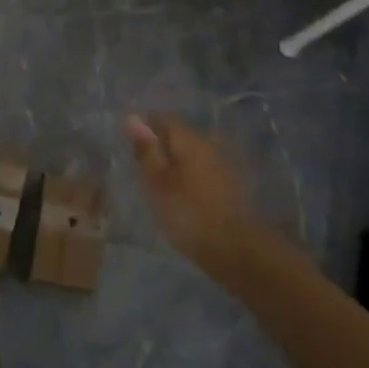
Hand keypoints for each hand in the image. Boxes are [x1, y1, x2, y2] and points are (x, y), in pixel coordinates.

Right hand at [127, 113, 262, 270]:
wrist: (237, 250)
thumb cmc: (189, 213)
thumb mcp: (157, 183)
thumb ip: (147, 150)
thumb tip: (134, 118)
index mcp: (190, 139)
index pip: (165, 117)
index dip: (146, 127)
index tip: (132, 147)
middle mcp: (210, 144)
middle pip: (180, 134)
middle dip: (161, 145)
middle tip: (142, 168)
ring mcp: (224, 164)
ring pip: (192, 152)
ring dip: (176, 162)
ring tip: (159, 184)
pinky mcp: (231, 184)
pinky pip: (203, 169)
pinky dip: (189, 176)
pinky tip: (182, 195)